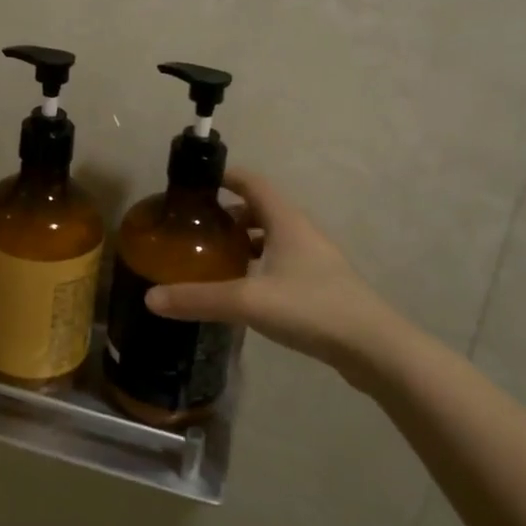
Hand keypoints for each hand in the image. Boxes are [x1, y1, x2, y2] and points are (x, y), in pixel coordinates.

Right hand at [144, 169, 413, 391]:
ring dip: (246, 240)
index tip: (197, 184)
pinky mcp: (322, 286)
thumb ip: (198, 298)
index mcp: (286, 221)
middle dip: (230, 213)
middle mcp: (302, 233)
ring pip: (274, 237)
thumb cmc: (312, 308)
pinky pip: (283, 262)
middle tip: (198, 227)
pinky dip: (261, 264)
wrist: (375, 349)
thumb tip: (150, 298)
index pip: (253, 182)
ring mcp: (316, 260)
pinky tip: (246, 290)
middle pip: (262, 209)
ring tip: (217, 258)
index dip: (226, 177)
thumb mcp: (248, 301)